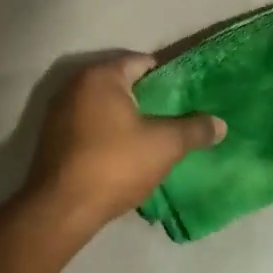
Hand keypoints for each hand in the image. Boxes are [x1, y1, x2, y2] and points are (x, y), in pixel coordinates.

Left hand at [24, 54, 225, 233]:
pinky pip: (88, 125)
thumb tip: (220, 124)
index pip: (142, 62)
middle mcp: (75, 85)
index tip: (186, 96)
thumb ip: (194, 130)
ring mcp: (59, 111)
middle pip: (121, 83)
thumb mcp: (164, 146)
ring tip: (153, 136)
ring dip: (126, 117)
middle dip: (147, 98)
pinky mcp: (52, 137)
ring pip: (103, 106)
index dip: (167, 77)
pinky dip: (106, 132)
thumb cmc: (114, 164)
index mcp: (100, 76)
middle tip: (174, 116)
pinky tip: (123, 153)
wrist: (61, 209)